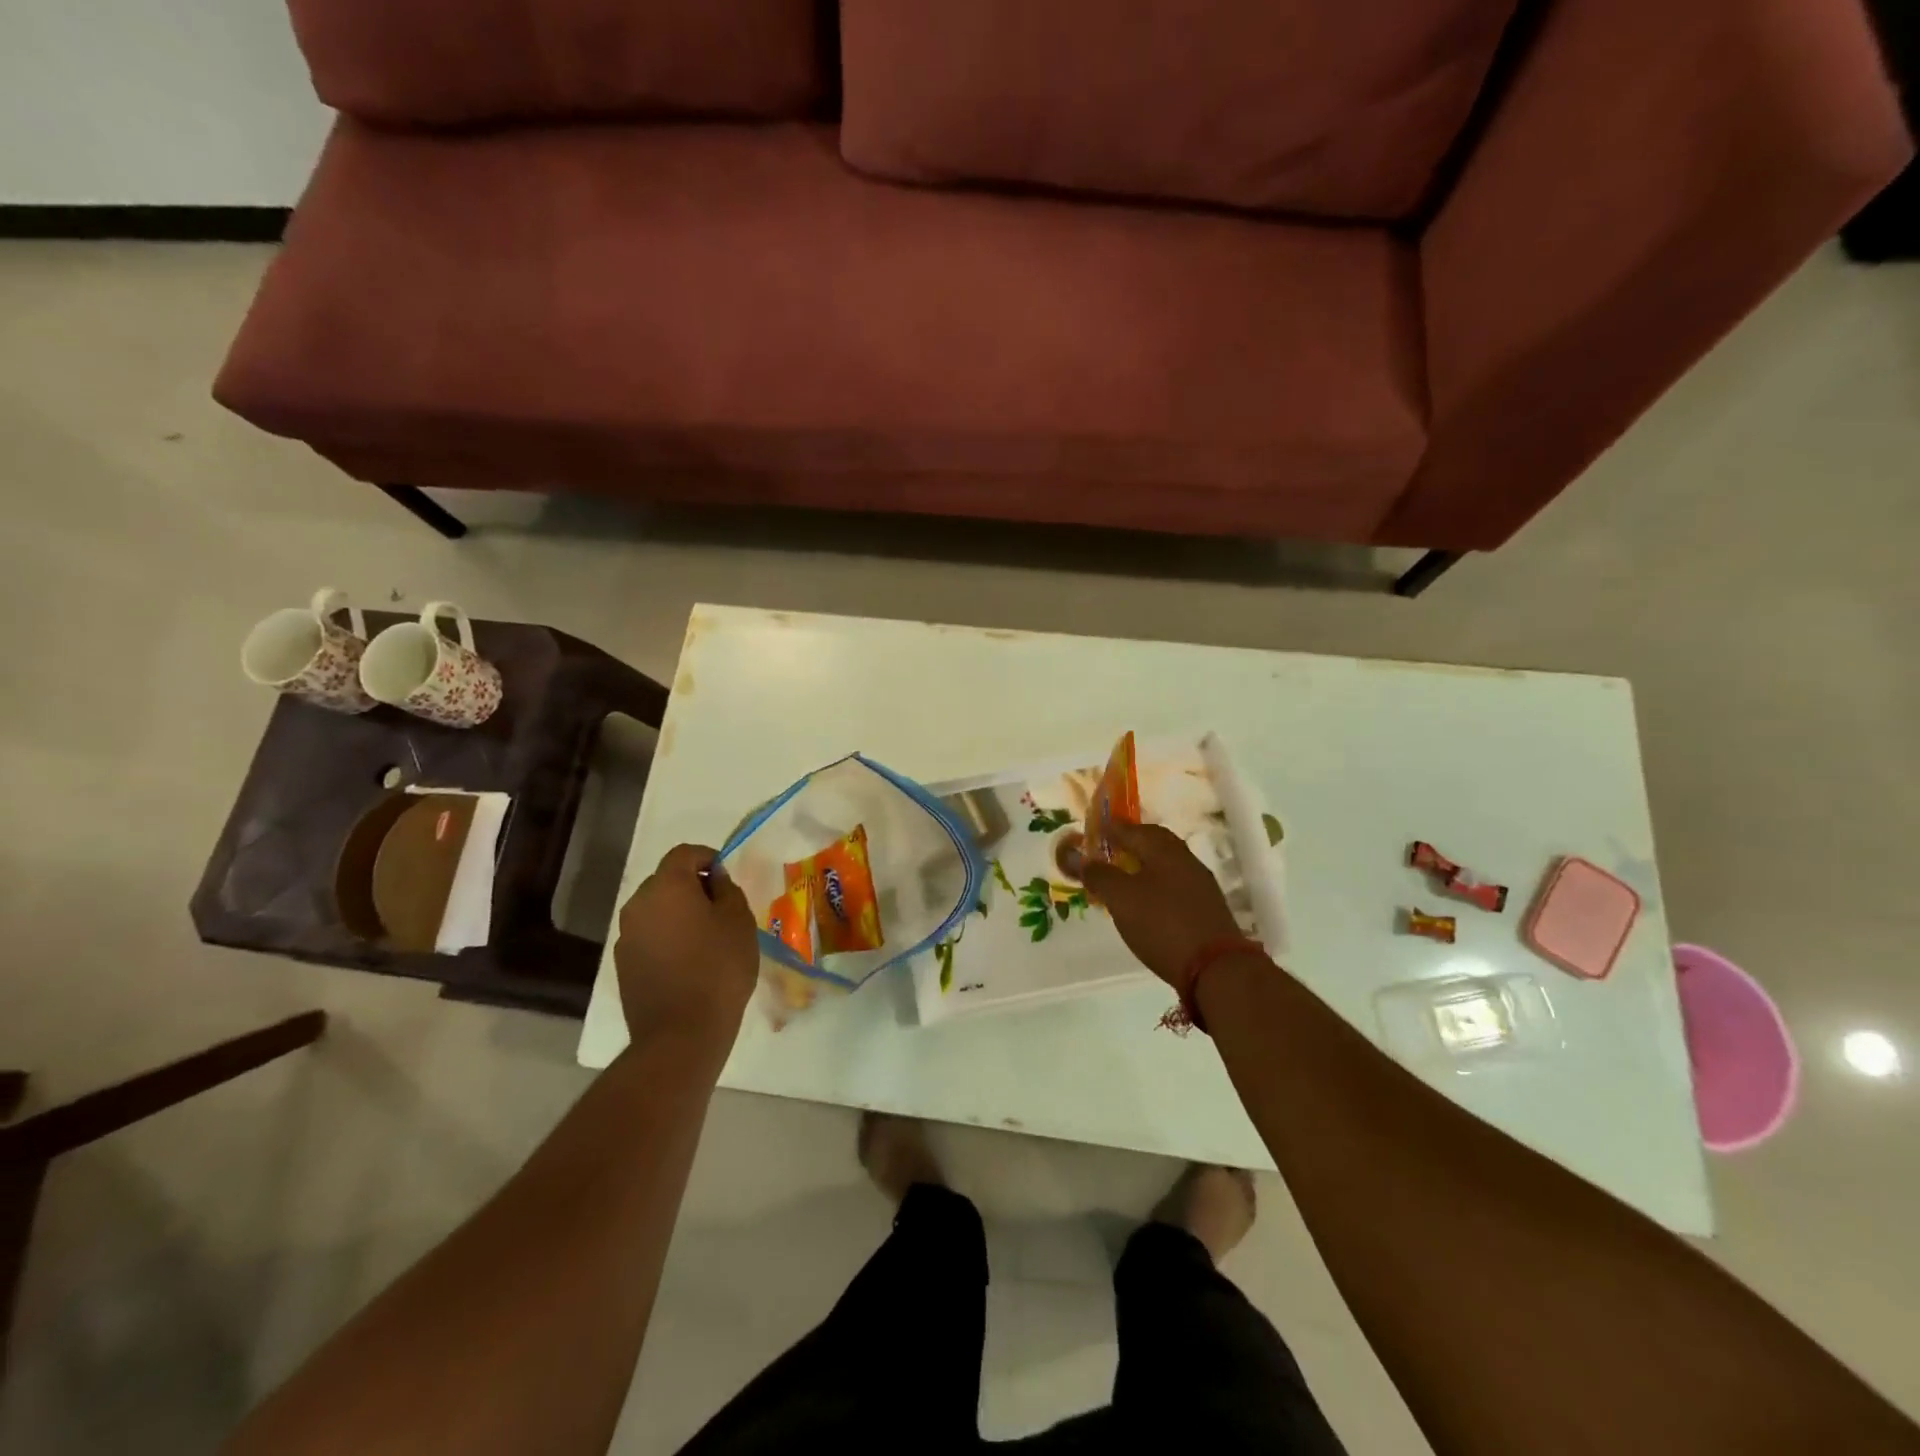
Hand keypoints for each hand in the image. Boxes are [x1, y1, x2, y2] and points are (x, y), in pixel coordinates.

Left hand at [615, 844, 758, 1041]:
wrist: (681, 1033)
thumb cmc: (718, 968)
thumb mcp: (739, 921)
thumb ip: (726, 889)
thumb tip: (713, 879)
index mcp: (666, 886)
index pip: (684, 853)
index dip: (707, 857)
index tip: (726, 877)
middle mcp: (638, 904)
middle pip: (666, 880)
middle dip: (692, 886)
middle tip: (721, 907)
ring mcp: (626, 936)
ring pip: (656, 910)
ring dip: (678, 913)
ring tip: (706, 937)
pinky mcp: (623, 964)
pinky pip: (649, 936)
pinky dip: (667, 937)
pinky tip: (688, 961)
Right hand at [1080, 822, 1248, 990]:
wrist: (1216, 968)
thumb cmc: (1161, 924)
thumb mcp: (1121, 898)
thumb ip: (1098, 875)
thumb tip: (1077, 856)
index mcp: (1164, 850)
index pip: (1132, 830)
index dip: (1110, 829)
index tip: (1093, 829)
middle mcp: (1185, 860)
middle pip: (1155, 842)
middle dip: (1131, 842)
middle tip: (1109, 849)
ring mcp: (1200, 884)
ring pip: (1166, 864)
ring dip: (1144, 864)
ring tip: (1124, 876)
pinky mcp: (1206, 908)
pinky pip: (1175, 884)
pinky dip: (1156, 884)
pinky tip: (1147, 901)